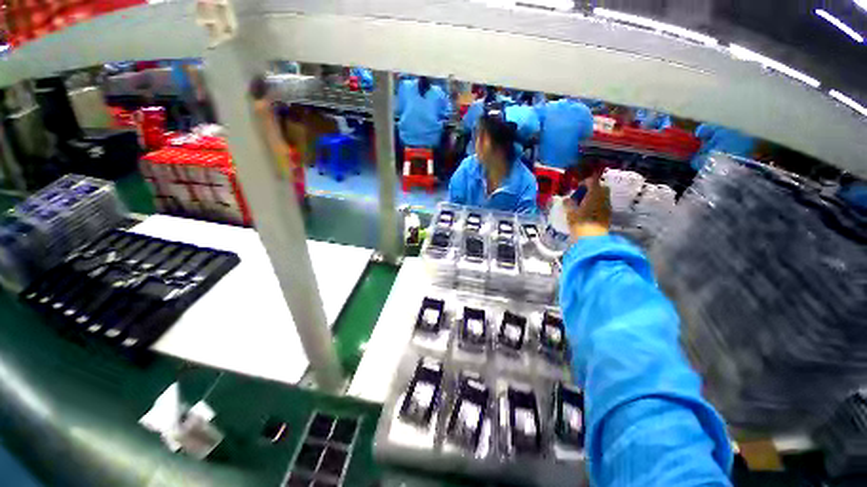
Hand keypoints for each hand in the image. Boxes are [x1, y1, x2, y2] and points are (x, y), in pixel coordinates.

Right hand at [564, 168, 610, 239]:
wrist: (592, 239)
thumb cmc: (580, 223)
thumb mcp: (570, 213)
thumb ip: (569, 203)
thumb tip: (567, 199)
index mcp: (595, 194)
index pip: (593, 180)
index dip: (585, 181)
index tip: (578, 185)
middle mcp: (604, 198)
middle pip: (600, 188)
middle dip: (592, 189)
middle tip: (581, 195)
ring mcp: (607, 207)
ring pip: (602, 197)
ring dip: (594, 198)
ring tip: (583, 204)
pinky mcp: (608, 215)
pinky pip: (602, 205)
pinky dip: (596, 205)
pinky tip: (588, 212)